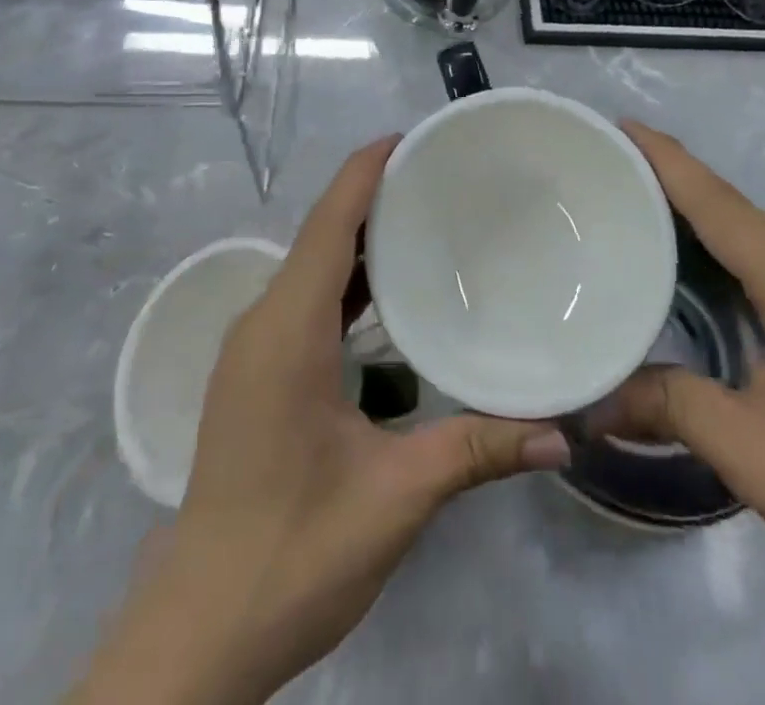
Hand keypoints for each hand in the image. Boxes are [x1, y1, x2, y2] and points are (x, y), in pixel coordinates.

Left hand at [79, 138, 569, 704]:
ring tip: (425, 219)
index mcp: (288, 329)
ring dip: (359, 239)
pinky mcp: (255, 372)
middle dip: (373, 196)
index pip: (329, 222)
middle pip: (320, 234)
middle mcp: (263, 322)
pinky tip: (387, 295)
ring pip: (311, 267)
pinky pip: (304, 300)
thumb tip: (564, 431)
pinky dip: (345, 280)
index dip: (366, 171)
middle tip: (440, 177)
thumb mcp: (395, 497)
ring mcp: (253, 348)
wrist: (201, 627)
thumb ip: (478, 452)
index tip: (412, 137)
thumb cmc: (294, 550)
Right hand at [598, 122, 764, 704]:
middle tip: (605, 172)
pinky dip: (725, 251)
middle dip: (670, 182)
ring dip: (697, 218)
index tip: (618, 125)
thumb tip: (593, 399)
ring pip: (755, 236)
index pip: (720, 204)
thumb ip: (668, 406)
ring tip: (632, 209)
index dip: (666, 159)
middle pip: (735, 210)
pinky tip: (693, 267)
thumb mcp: (754, 459)